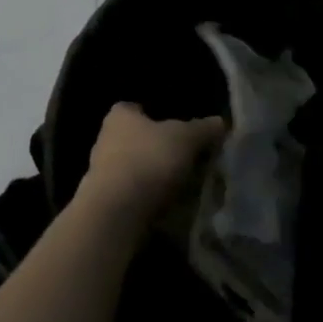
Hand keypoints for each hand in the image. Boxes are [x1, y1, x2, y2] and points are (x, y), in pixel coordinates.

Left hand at [82, 102, 225, 220]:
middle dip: (157, 150)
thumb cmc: (148, 161)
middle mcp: (106, 138)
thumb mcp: (183, 139)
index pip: (136, 108)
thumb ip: (202, 129)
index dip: (156, 117)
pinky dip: (146, 199)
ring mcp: (102, 171)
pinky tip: (166, 210)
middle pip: (136, 139)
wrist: (116, 212)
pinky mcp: (105, 201)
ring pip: (134, 168)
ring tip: (182, 190)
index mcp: (120, 116)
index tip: (177, 132)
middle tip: (186, 162)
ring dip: (153, 177)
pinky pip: (131, 194)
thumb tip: (220, 122)